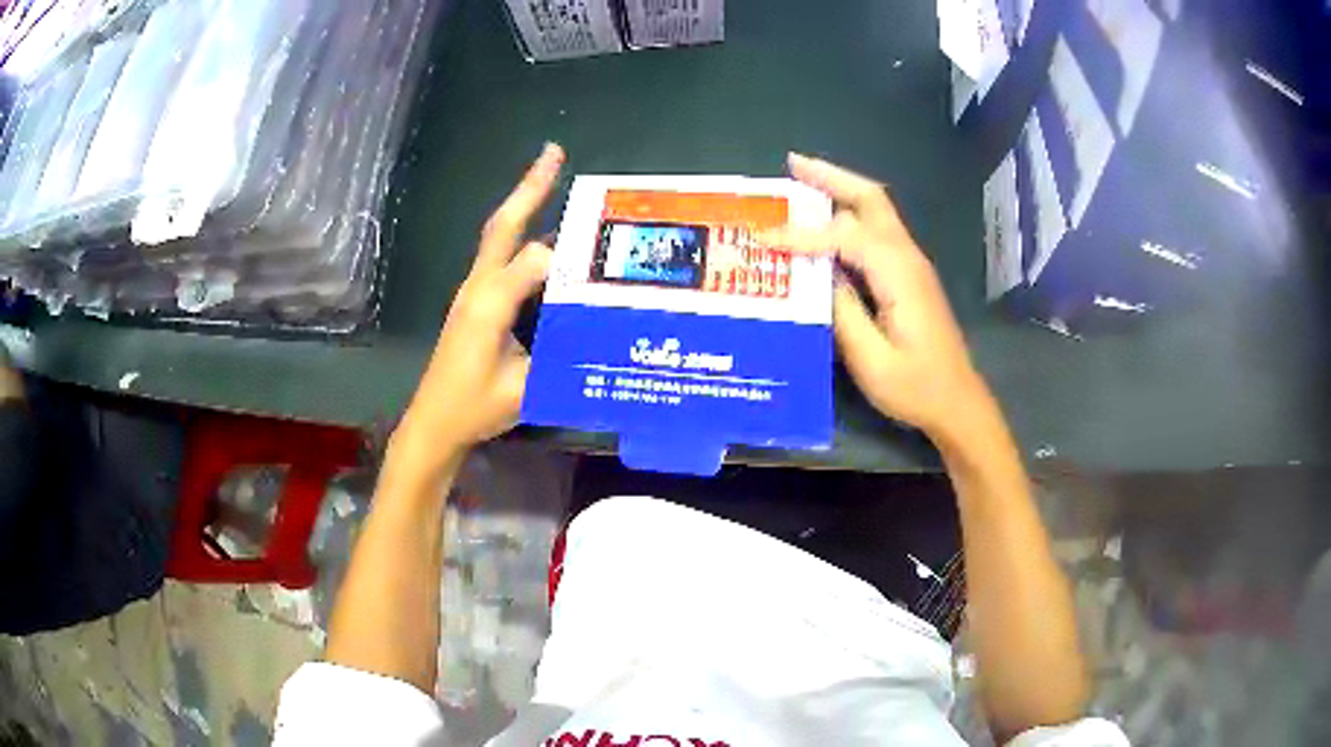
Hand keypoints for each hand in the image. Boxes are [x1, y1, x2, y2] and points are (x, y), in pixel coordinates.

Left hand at [394, 143, 564, 465]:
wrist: (433, 423)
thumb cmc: (474, 408)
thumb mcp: (524, 386)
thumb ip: (557, 351)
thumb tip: (589, 319)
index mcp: (489, 304)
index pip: (534, 259)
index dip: (567, 256)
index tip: (602, 260)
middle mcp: (477, 288)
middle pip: (503, 226)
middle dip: (529, 187)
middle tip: (554, 152)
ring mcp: (472, 292)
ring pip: (498, 236)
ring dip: (523, 204)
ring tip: (550, 178)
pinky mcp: (473, 302)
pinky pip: (498, 257)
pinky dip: (518, 234)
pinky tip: (542, 238)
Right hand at [770, 153, 991, 442]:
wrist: (957, 402)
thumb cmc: (916, 388)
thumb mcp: (871, 360)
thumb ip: (842, 312)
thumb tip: (816, 275)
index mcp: (899, 274)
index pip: (845, 236)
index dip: (803, 235)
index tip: (763, 239)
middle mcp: (908, 257)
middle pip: (871, 199)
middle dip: (831, 177)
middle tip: (792, 163)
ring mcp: (911, 264)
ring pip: (876, 209)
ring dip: (840, 189)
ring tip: (801, 180)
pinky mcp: (908, 275)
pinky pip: (876, 230)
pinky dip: (848, 214)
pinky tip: (826, 223)